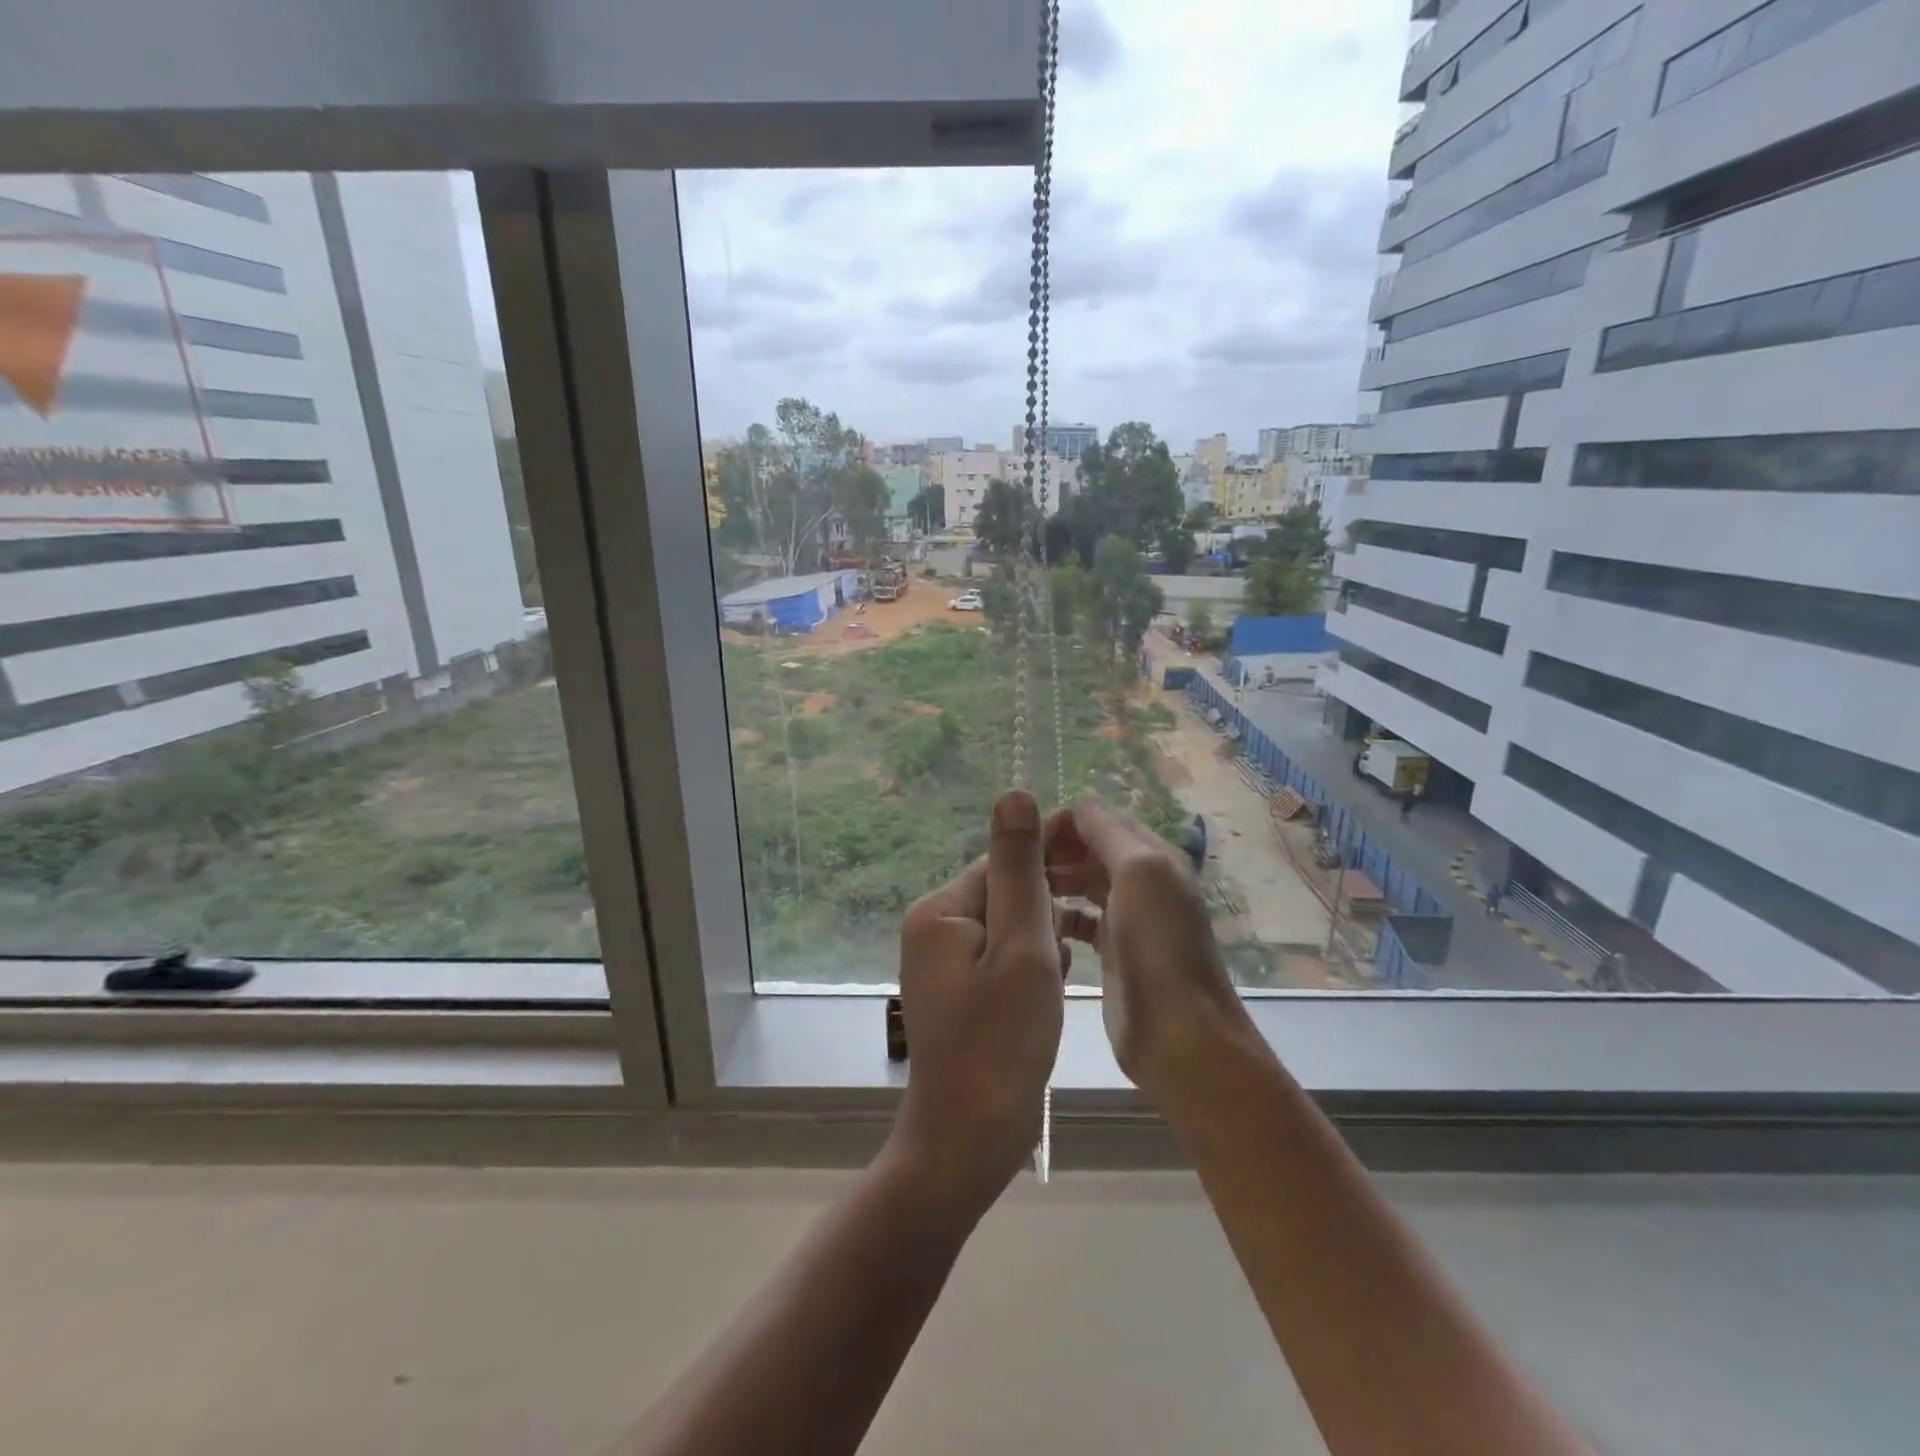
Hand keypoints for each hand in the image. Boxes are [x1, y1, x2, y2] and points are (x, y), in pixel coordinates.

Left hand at [891, 789, 1064, 1214]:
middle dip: (1049, 904)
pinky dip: (1033, 962)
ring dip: (1045, 936)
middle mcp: (934, 926)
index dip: (1052, 859)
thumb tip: (1014, 792)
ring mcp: (943, 961)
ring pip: (1009, 924)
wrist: (968, 1140)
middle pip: (1004, 890)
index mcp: (941, 909)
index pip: (1003, 860)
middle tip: (1096, 925)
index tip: (1100, 866)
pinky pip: (1003, 955)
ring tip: (1068, 969)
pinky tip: (1058, 983)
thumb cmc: (1001, 1042)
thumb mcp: (1022, 947)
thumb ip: (1020, 870)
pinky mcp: (960, 990)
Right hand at [1044, 797, 1254, 1104]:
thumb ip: (1107, 832)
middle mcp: (1142, 881)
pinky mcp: (1113, 952)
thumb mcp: (1140, 871)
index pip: (1098, 819)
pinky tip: (1037, 921)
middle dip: (1053, 850)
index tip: (1025, 844)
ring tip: (1020, 892)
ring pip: (1082, 882)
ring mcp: (1128, 918)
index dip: (1061, 824)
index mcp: (1152, 856)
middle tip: (1016, 870)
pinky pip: (1080, 919)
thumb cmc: (1159, 946)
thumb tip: (1075, 809)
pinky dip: (1059, 913)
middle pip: (1088, 848)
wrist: (1180, 1035)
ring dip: (1053, 879)